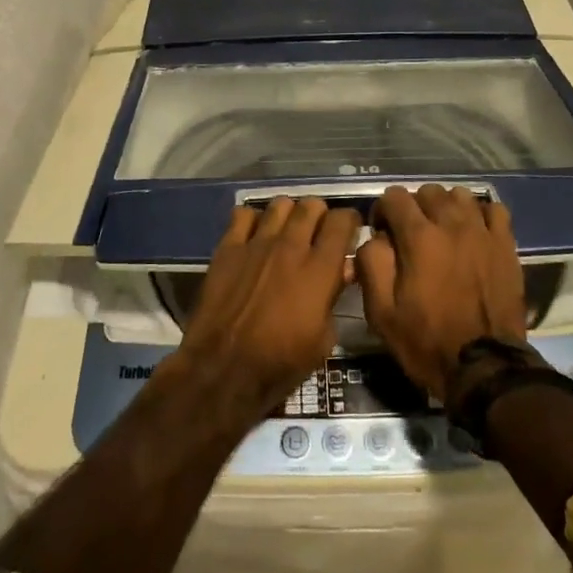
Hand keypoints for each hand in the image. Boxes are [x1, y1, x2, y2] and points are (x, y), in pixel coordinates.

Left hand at [175, 197, 357, 420]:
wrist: (223, 369)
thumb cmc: (280, 363)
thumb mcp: (323, 339)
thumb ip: (334, 296)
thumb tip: (343, 269)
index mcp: (319, 269)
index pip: (341, 221)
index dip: (349, 221)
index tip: (349, 230)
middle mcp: (290, 246)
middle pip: (311, 205)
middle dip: (319, 215)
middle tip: (317, 232)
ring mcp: (257, 243)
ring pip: (280, 204)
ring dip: (289, 214)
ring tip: (287, 230)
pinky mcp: (228, 247)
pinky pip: (243, 214)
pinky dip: (253, 219)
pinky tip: (255, 235)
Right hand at [357, 184, 526, 399]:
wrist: (485, 368)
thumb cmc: (427, 342)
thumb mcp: (381, 312)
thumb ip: (371, 263)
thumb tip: (375, 237)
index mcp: (418, 237)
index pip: (394, 196)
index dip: (382, 211)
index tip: (382, 233)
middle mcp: (451, 224)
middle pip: (427, 191)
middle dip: (413, 207)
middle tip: (411, 235)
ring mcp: (483, 232)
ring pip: (460, 195)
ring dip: (446, 207)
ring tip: (442, 232)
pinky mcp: (506, 245)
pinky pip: (493, 210)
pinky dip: (480, 214)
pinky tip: (473, 233)